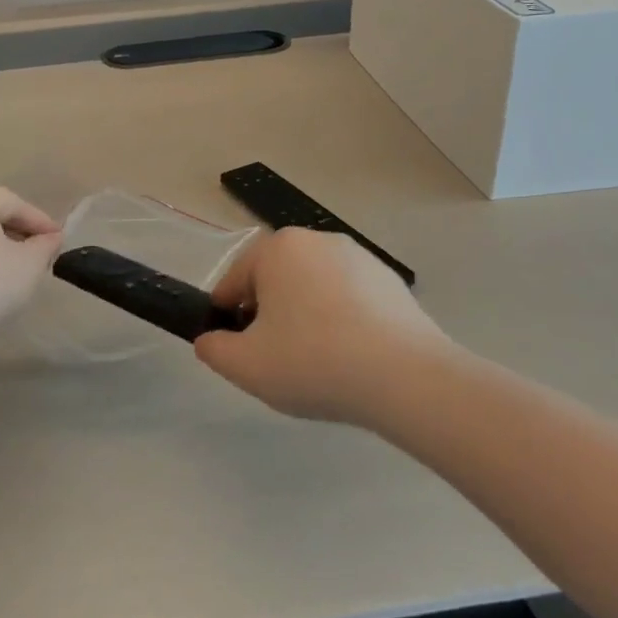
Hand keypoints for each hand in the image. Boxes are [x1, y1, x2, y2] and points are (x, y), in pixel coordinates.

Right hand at [196, 228, 453, 425]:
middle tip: (278, 360)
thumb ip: (213, 350)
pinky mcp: (389, 280)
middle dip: (269, 316)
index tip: (240, 352)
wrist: (407, 378)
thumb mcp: (246, 367)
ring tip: (318, 363)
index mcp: (276, 249)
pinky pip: (348, 298)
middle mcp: (314, 240)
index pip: (233, 282)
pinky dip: (341, 321)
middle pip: (273, 280)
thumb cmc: (314, 362)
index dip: (228, 319)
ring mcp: (357, 257)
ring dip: (305, 317)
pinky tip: (352, 357)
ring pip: (311, 288)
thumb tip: (210, 340)